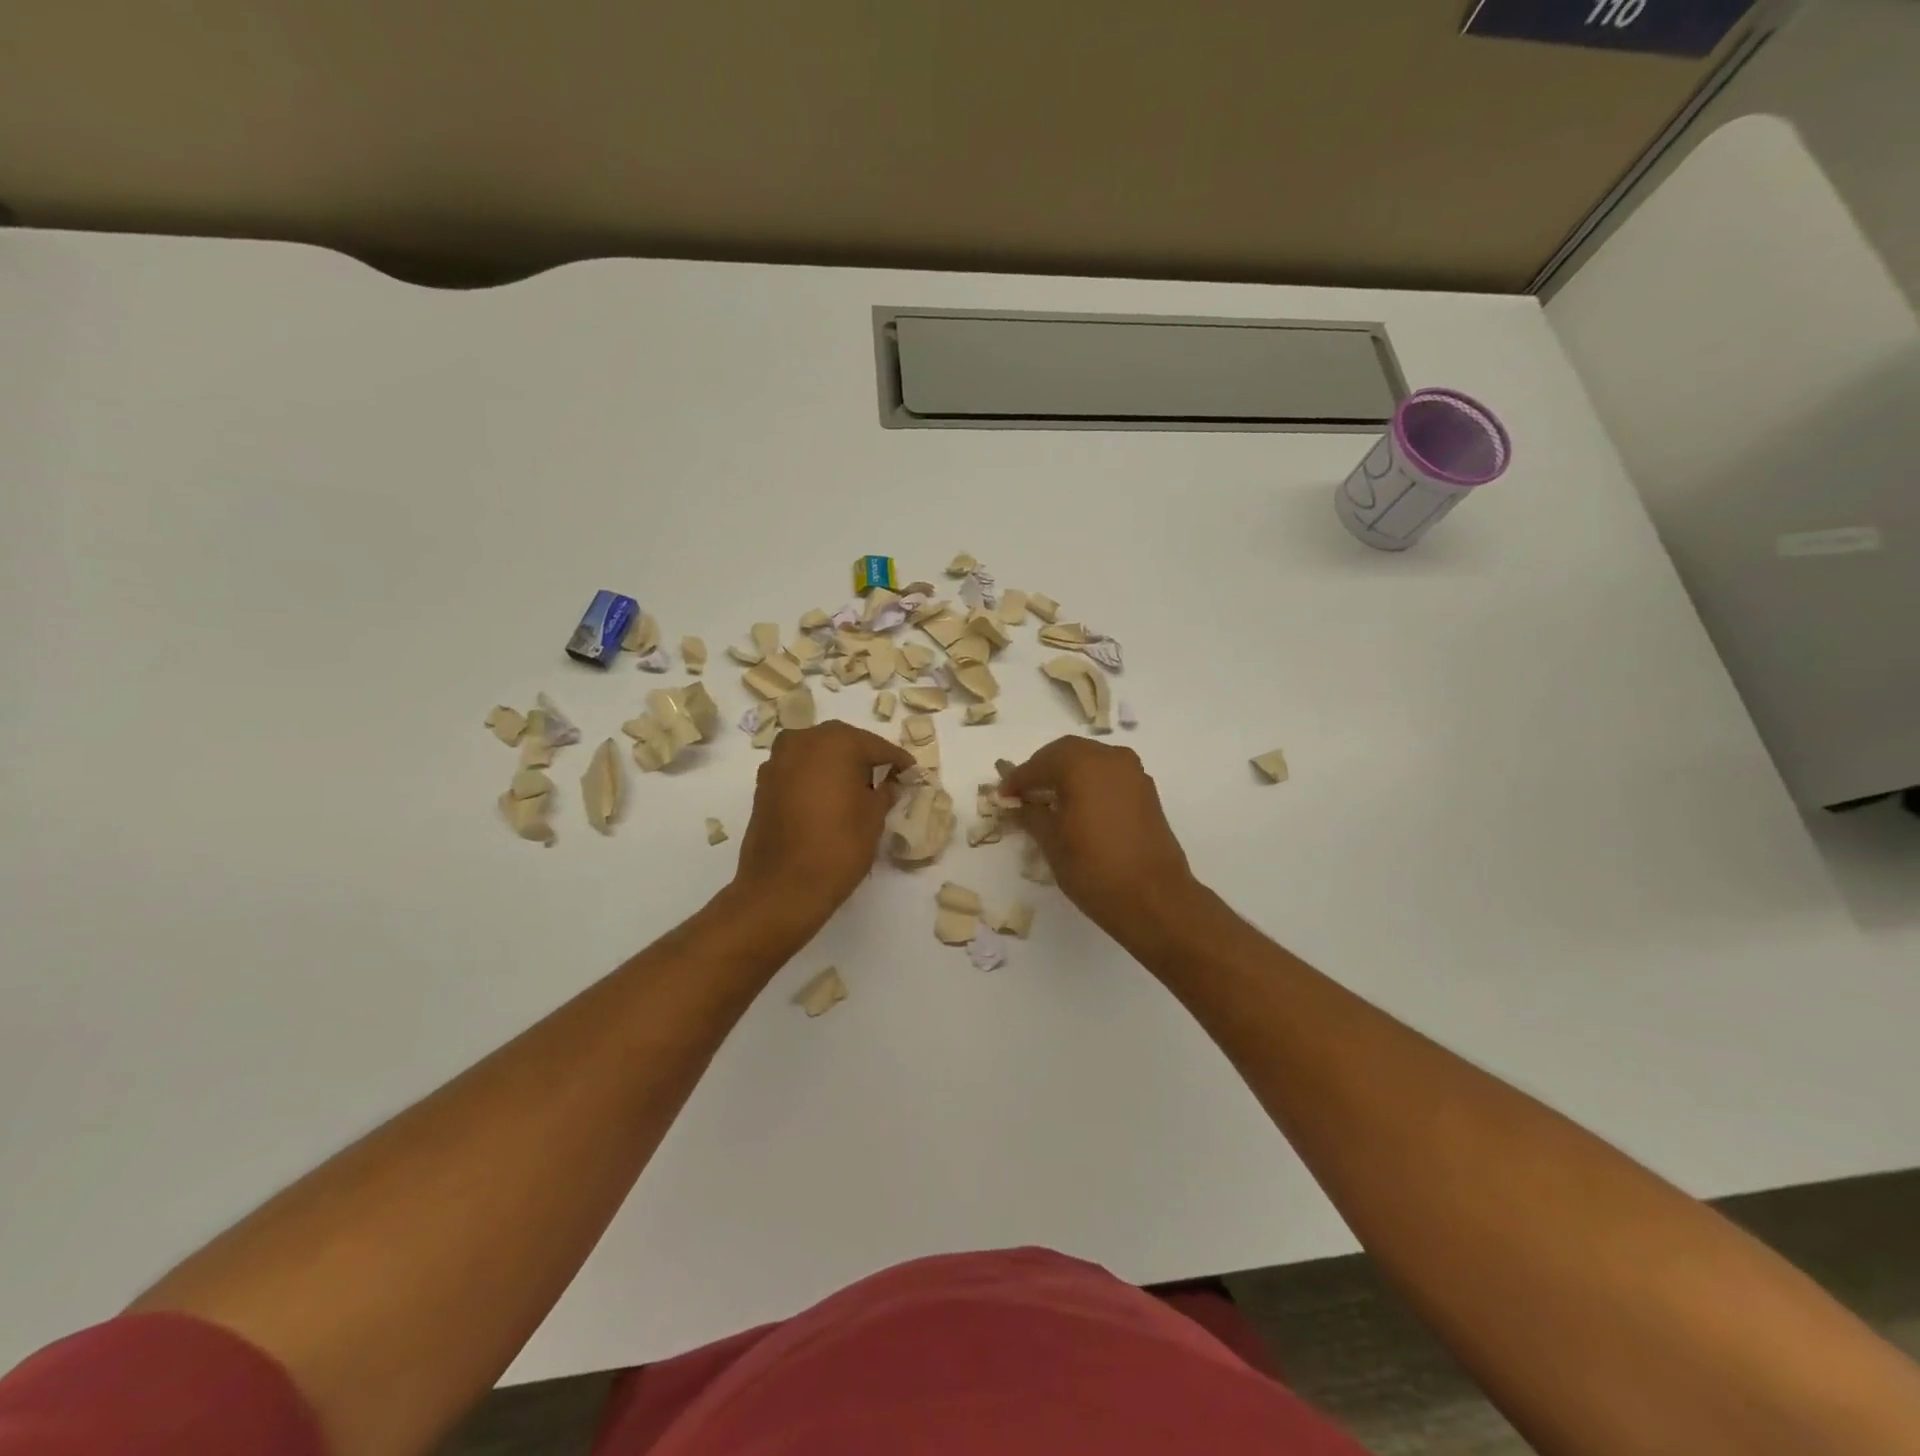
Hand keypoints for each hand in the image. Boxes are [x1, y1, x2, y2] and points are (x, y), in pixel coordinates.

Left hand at [733, 721, 914, 917]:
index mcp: (836, 742)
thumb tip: (887, 784)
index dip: (897, 761)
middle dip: (864, 758)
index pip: (876, 746)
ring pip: (817, 754)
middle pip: (843, 742)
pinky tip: (829, 799)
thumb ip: (884, 792)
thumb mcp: (874, 817)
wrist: (782, 886)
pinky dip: (815, 779)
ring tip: (856, 789)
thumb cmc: (838, 846)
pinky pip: (798, 771)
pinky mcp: (763, 784)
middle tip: (885, 777)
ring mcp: (778, 761)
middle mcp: (803, 740)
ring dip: (836, 766)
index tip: (911, 772)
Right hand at [1002, 738, 1198, 937]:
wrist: (1154, 898)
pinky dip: (1089, 783)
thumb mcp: (1052, 841)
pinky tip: (1078, 807)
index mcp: (1082, 764)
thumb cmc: (1094, 867)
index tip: (1002, 795)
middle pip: (1067, 753)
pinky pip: (1109, 775)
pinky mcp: (1146, 792)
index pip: (1039, 763)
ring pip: (1091, 761)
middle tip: (1024, 793)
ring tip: (1049, 800)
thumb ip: (1031, 815)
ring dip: (1067, 774)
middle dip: (1042, 769)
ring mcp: (1133, 773)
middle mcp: (1110, 758)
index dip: (1017, 779)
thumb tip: (1018, 805)